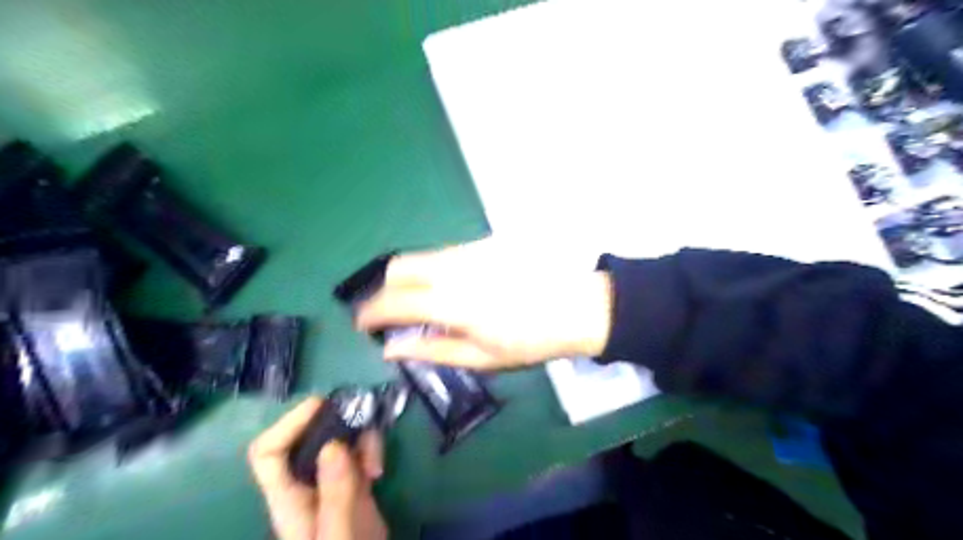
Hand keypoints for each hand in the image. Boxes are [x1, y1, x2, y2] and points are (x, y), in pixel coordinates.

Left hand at [250, 396, 388, 539]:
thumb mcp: (341, 536)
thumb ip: (336, 495)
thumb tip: (332, 444)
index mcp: (289, 500)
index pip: (268, 453)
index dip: (288, 424)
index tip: (322, 406)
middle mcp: (306, 484)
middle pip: (306, 437)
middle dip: (334, 426)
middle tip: (362, 426)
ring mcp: (331, 482)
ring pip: (338, 439)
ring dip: (360, 439)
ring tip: (376, 464)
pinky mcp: (353, 481)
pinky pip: (358, 450)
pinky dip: (370, 449)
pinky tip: (379, 470)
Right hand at [355, 241, 617, 371]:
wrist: (578, 306)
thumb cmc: (531, 341)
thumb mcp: (481, 357)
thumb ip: (431, 350)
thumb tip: (391, 349)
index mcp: (451, 302)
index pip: (392, 301)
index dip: (370, 312)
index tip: (362, 325)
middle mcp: (454, 268)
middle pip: (398, 266)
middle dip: (383, 288)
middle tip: (389, 313)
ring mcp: (470, 251)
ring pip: (421, 257)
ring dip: (409, 279)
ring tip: (421, 304)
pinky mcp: (484, 243)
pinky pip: (445, 255)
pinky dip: (434, 271)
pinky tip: (453, 289)